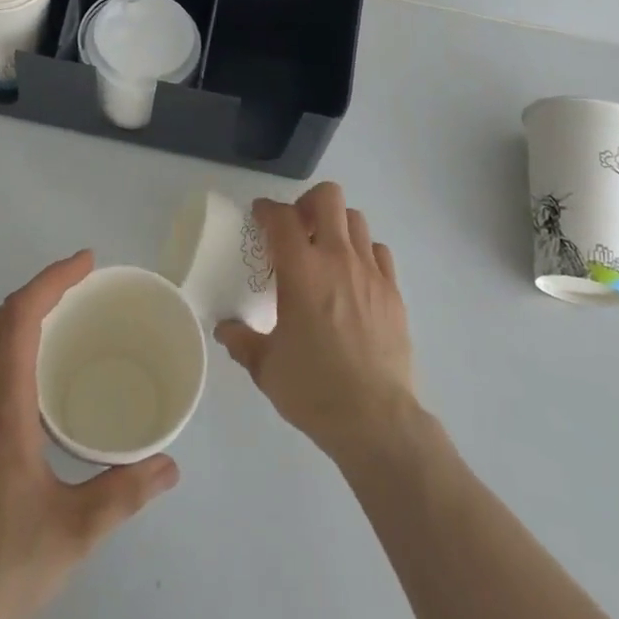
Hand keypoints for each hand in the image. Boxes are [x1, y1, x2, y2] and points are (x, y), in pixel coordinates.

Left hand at [0, 251, 178, 618]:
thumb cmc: (2, 566)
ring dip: (22, 321)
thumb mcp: (75, 531)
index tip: (86, 262)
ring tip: (64, 327)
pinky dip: (10, 354)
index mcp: (1, 406)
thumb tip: (170, 465)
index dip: (53, 279)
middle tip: (82, 285)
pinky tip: (34, 390)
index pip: (21, 317)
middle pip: (0, 321)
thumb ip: (125, 492)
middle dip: (41, 290)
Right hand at [216, 182, 415, 459]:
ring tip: (326, 250)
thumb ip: (242, 341)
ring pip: (356, 219)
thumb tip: (224, 329)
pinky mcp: (394, 292)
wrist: (376, 420)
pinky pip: (379, 252)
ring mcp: (370, 272)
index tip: (259, 216)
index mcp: (301, 270)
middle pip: (327, 198)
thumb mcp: (266, 367)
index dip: (267, 209)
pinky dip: (364, 252)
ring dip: (337, 225)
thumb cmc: (314, 389)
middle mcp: (337, 258)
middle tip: (297, 228)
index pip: (281, 216)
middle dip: (308, 203)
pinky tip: (355, 277)